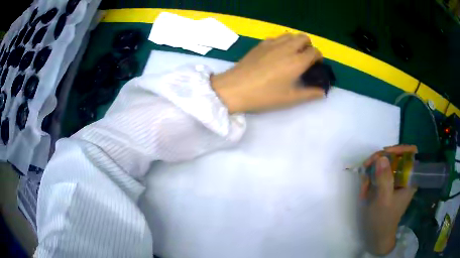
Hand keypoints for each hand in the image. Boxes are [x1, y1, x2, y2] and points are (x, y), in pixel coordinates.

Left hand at [212, 33, 324, 112]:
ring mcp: (272, 43)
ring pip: (290, 35)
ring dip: (295, 42)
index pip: (315, 51)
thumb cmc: (264, 95)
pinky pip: (277, 37)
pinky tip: (276, 54)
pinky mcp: (260, 44)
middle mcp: (287, 48)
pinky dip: (282, 42)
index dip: (318, 57)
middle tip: (304, 58)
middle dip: (308, 45)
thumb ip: (310, 94)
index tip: (316, 65)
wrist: (235, 88)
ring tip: (292, 55)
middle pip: (304, 37)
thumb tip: (323, 92)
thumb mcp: (290, 98)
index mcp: (297, 61)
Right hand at [360, 145, 417, 254]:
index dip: (399, 148)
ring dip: (371, 172)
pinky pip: (378, 173)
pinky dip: (369, 179)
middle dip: (379, 161)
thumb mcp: (383, 200)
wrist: (376, 236)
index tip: (384, 153)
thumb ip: (384, 179)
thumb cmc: (383, 220)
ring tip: (363, 186)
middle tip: (366, 167)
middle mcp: (404, 176)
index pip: (411, 153)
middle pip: (395, 156)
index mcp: (410, 179)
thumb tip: (381, 157)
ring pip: (384, 164)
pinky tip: (364, 190)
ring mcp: (395, 181)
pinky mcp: (387, 185)